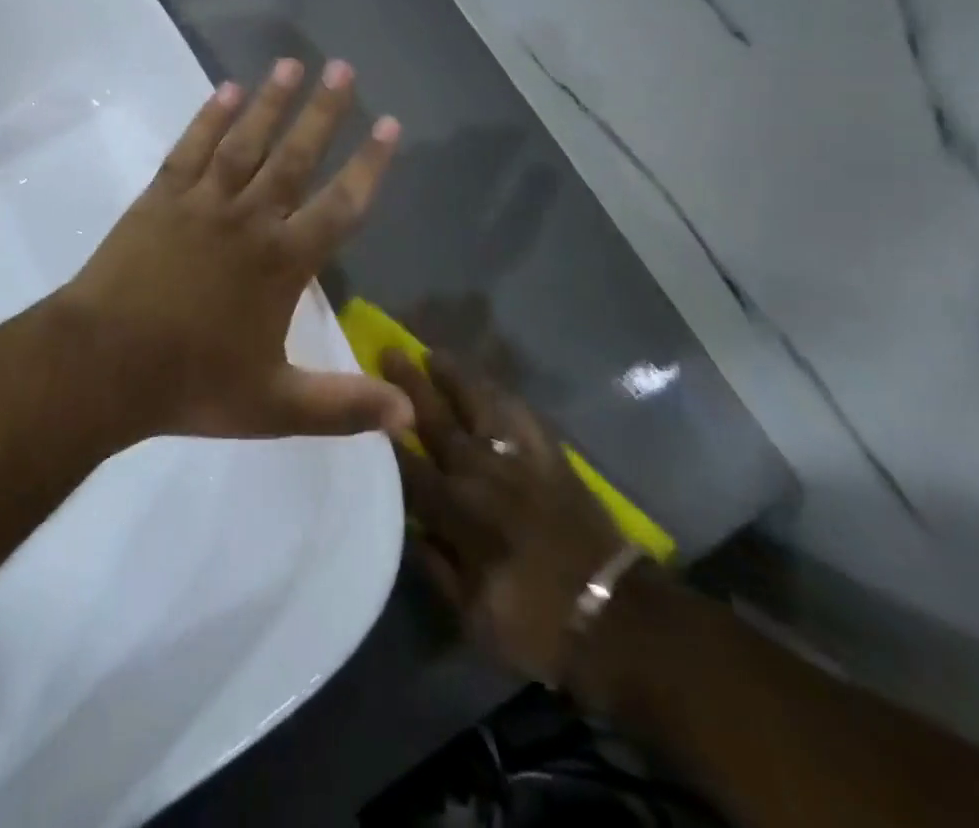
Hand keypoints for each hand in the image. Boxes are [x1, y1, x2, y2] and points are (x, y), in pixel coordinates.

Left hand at [62, 58, 413, 441]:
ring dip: (270, 101)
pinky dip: (209, 117)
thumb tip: (410, 417)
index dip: (370, 164)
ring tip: (292, 63)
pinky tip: (225, 89)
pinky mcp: (160, 197)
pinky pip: (191, 148)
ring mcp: (202, 203)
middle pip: (296, 156)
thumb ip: (343, 406)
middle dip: (324, 112)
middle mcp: (249, 219)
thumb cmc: (191, 384)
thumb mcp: (274, 407)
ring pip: (245, 141)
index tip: (390, 123)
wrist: (101, 366)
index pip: (341, 204)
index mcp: (282, 263)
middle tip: (343, 68)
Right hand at [384, 351, 623, 684]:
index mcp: (457, 513)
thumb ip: (435, 567)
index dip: (384, 438)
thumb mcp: (472, 616)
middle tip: (389, 353)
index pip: (409, 467)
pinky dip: (504, 397)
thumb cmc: (536, 625)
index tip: (364, 405)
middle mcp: (482, 475)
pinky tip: (492, 385)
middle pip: (438, 423)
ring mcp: (519, 460)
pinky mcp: (552, 457)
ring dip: (455, 378)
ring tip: (434, 353)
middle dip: (409, 388)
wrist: (615, 619)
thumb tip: (411, 528)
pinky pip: (524, 416)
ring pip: (480, 406)